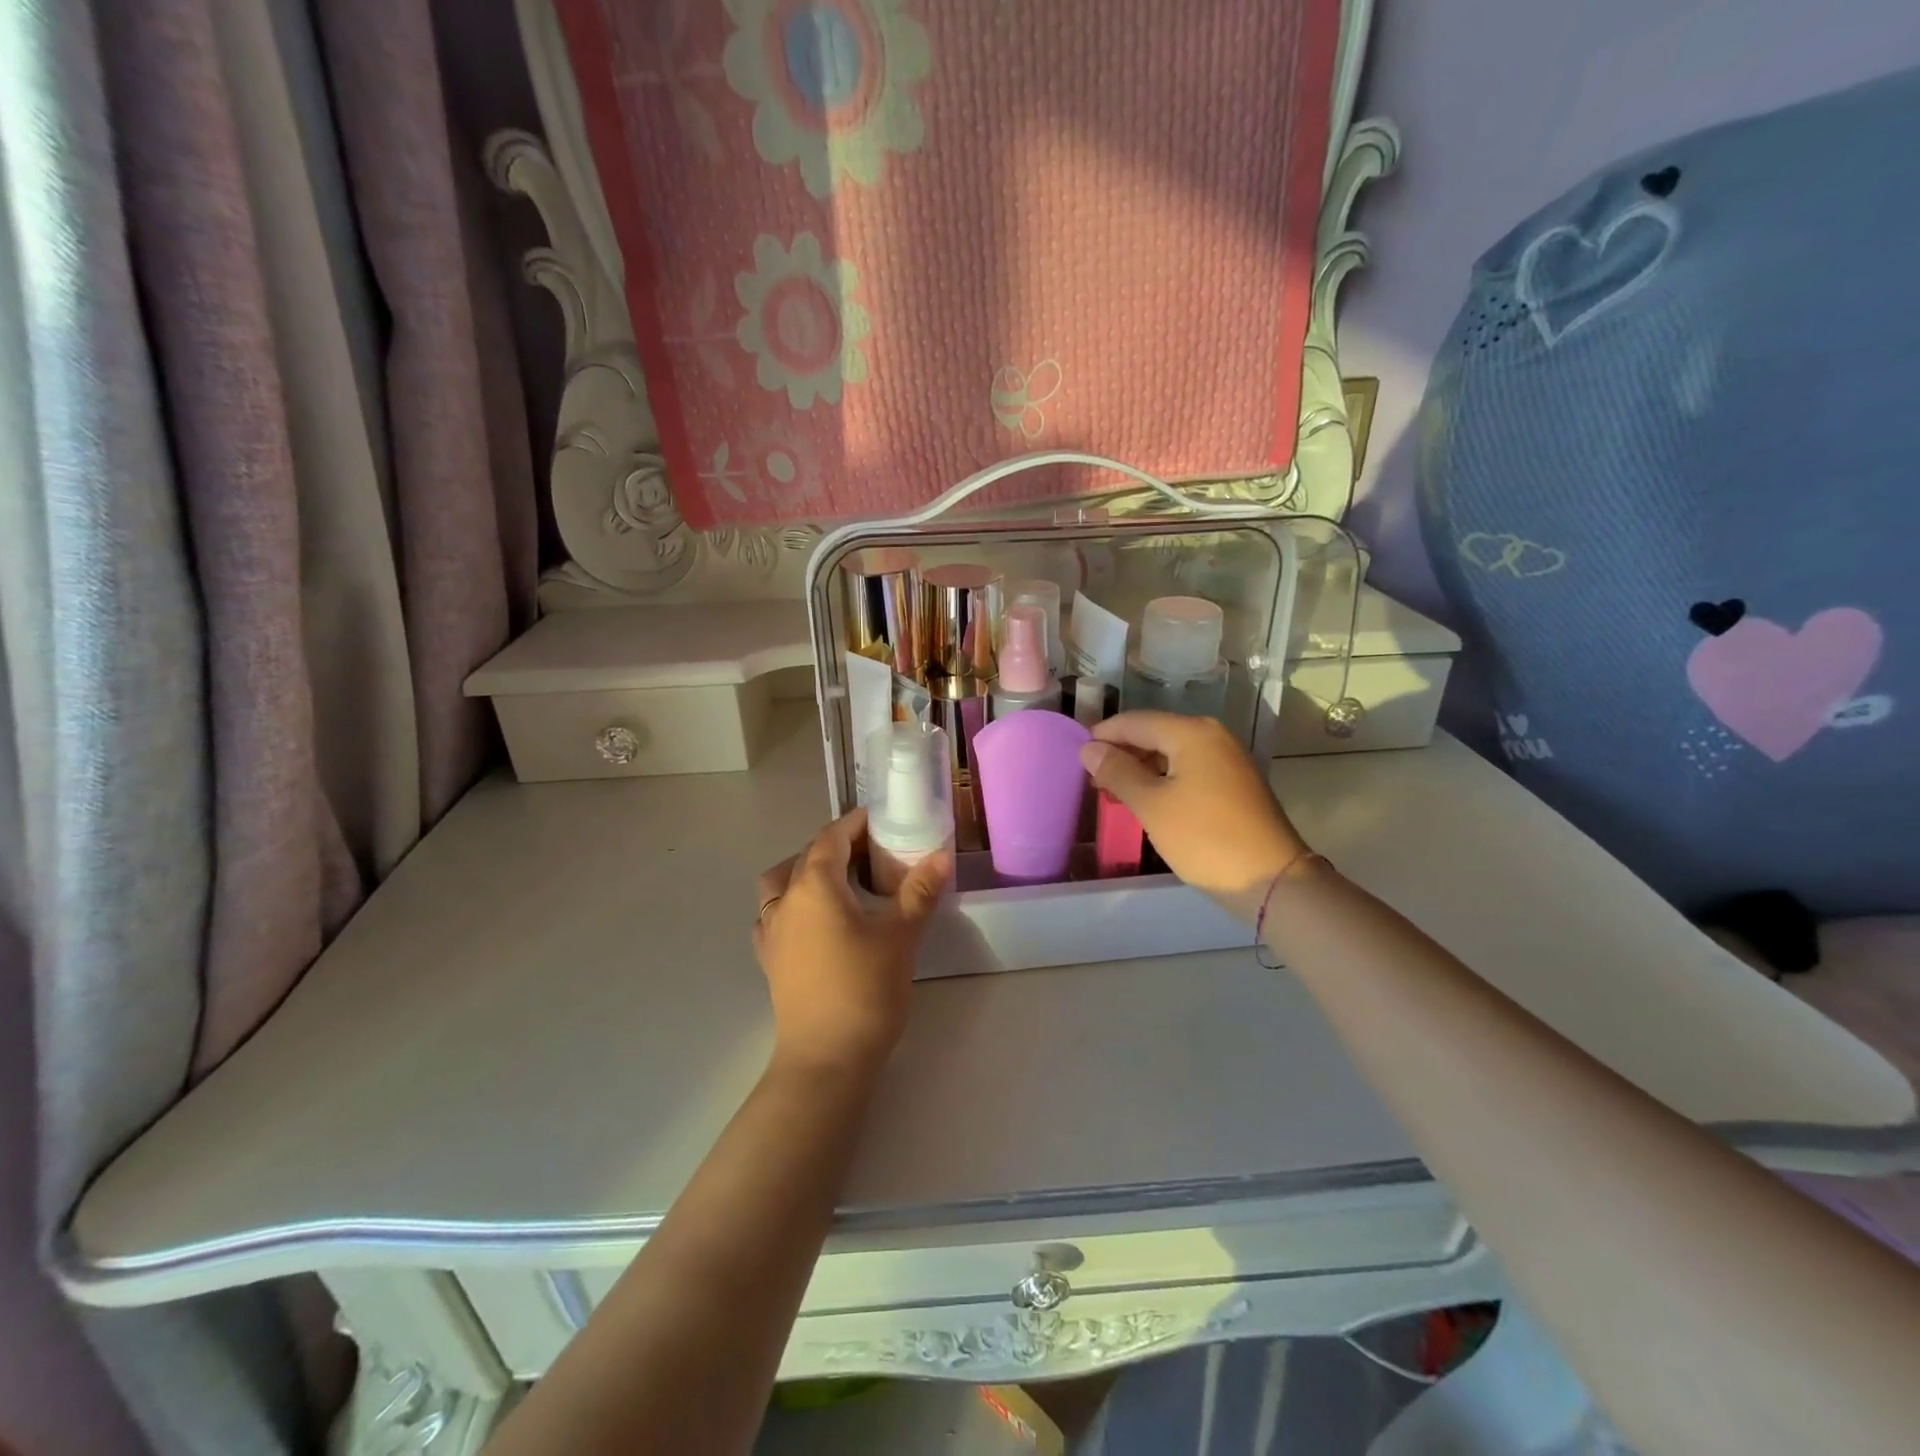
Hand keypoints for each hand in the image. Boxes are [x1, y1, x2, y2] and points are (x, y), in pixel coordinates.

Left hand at [753, 809, 950, 1077]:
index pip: (831, 837)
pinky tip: (815, 919)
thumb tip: (940, 855)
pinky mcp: (769, 957)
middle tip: (876, 852)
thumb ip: (919, 891)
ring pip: (782, 881)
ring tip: (841, 882)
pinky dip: (793, 903)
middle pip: (807, 856)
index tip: (883, 820)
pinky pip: (774, 913)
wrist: (825, 1059)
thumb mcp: (900, 937)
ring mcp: (771, 930)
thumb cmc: (865, 991)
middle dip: (839, 845)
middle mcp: (785, 900)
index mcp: (814, 886)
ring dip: (807, 871)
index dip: (856, 824)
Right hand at [1080, 712, 1307, 920]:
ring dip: (1140, 769)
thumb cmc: (1204, 838)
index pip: (1135, 721)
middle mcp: (1212, 735)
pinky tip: (1144, 801)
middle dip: (1121, 753)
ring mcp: (1226, 759)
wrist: (1271, 880)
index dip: (1103, 736)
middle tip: (1091, 779)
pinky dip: (1162, 780)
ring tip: (1112, 792)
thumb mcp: (1151, 805)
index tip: (1075, 756)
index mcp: (1192, 732)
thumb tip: (1089, 749)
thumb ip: (1117, 772)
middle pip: (1154, 734)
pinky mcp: (1233, 783)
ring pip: (1170, 753)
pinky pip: (1187, 770)